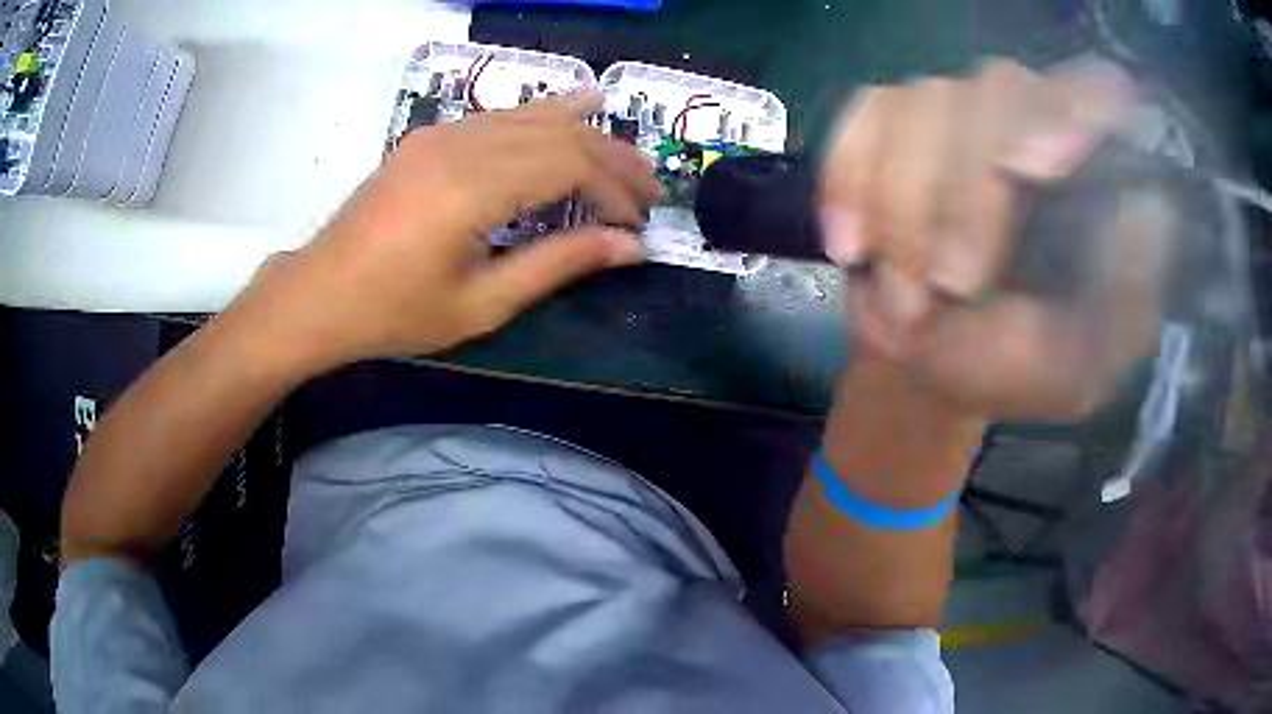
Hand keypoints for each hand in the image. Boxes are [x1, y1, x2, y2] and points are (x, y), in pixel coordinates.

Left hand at [237, 92, 664, 372]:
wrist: (319, 293)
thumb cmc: (393, 312)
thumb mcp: (480, 305)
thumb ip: (557, 266)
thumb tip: (629, 248)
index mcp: (470, 188)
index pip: (569, 164)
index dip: (613, 190)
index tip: (639, 224)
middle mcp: (461, 145)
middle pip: (560, 133)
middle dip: (614, 160)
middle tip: (652, 189)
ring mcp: (443, 133)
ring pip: (535, 115)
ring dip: (588, 134)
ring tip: (629, 157)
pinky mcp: (433, 135)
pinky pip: (503, 115)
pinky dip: (547, 115)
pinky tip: (577, 108)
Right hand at [820, 59, 1159, 419]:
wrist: (942, 361)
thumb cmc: (1025, 365)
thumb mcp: (1089, 358)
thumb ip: (1128, 295)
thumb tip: (1148, 208)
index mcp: (1092, 169)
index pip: (1097, 92)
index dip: (1072, 107)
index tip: (1033, 169)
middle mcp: (1027, 117)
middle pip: (995, 93)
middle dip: (966, 193)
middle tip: (951, 285)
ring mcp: (953, 112)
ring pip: (921, 106)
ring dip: (904, 210)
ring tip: (906, 303)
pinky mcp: (889, 127)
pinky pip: (862, 123)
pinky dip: (848, 182)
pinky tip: (852, 247)